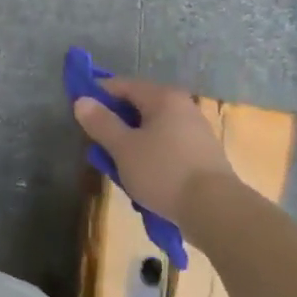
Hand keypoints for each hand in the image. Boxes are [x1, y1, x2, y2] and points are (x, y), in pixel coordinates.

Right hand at [73, 78, 235, 223]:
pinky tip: (143, 179)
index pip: (122, 85)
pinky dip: (150, 156)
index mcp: (163, 97)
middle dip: (115, 124)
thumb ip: (101, 123)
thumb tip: (81, 100)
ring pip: (152, 130)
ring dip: (132, 144)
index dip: (97, 95)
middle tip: (97, 145)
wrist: (216, 211)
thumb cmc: (164, 171)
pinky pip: (167, 147)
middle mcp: (182, 107)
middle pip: (138, 107)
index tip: (80, 113)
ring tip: (118, 168)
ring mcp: (195, 131)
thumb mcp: (124, 148)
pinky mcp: (202, 155)